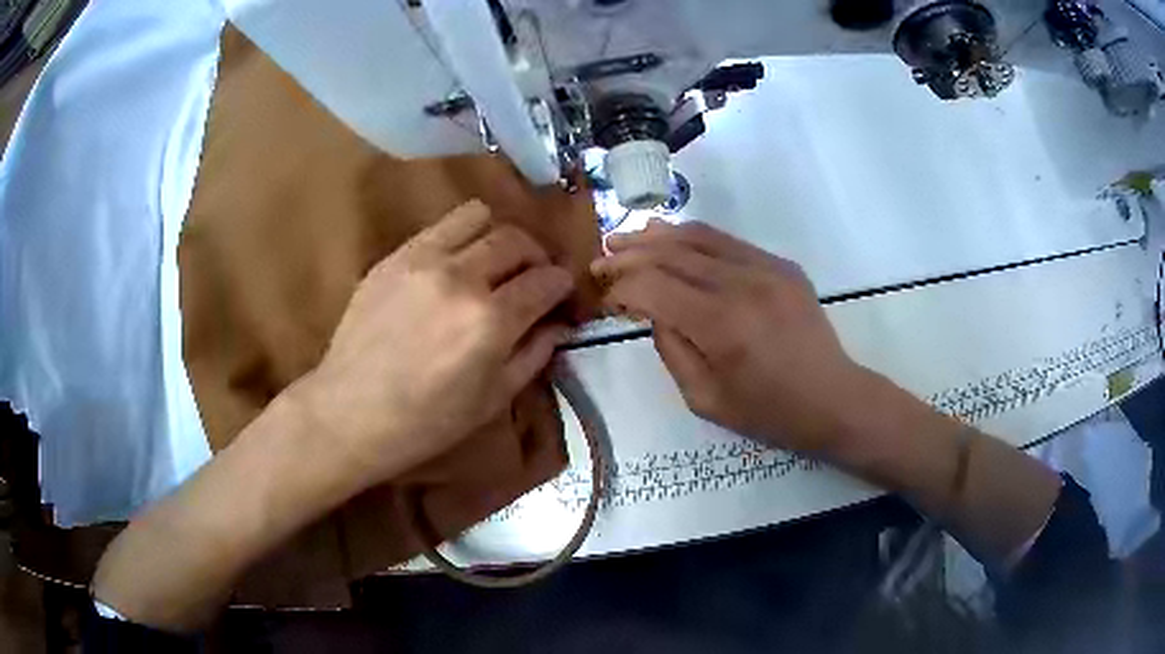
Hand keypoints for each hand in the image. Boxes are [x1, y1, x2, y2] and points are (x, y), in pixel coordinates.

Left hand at [292, 200, 573, 489]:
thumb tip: (558, 323)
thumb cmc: (426, 422)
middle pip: (517, 239)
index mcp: (491, 321)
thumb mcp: (493, 400)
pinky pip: (440, 227)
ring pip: (479, 216)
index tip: (562, 293)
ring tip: (493, 261)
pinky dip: (460, 237)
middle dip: (536, 255)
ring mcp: (422, 259)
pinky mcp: (394, 256)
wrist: (349, 412)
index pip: (546, 281)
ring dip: (498, 235)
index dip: (563, 284)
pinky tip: (454, 265)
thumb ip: (534, 354)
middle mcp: (461, 277)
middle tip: (532, 277)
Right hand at [592, 220, 870, 455]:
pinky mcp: (781, 264)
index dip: (620, 287)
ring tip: (627, 239)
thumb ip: (671, 350)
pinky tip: (673, 240)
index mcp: (721, 325)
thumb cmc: (769, 412)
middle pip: (670, 253)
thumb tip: (653, 312)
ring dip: (656, 236)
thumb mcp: (705, 400)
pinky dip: (693, 238)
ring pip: (698, 236)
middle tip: (601, 259)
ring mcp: (766, 268)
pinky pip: (728, 241)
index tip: (604, 296)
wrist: (834, 399)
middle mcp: (742, 284)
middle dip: (628, 254)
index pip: (652, 286)